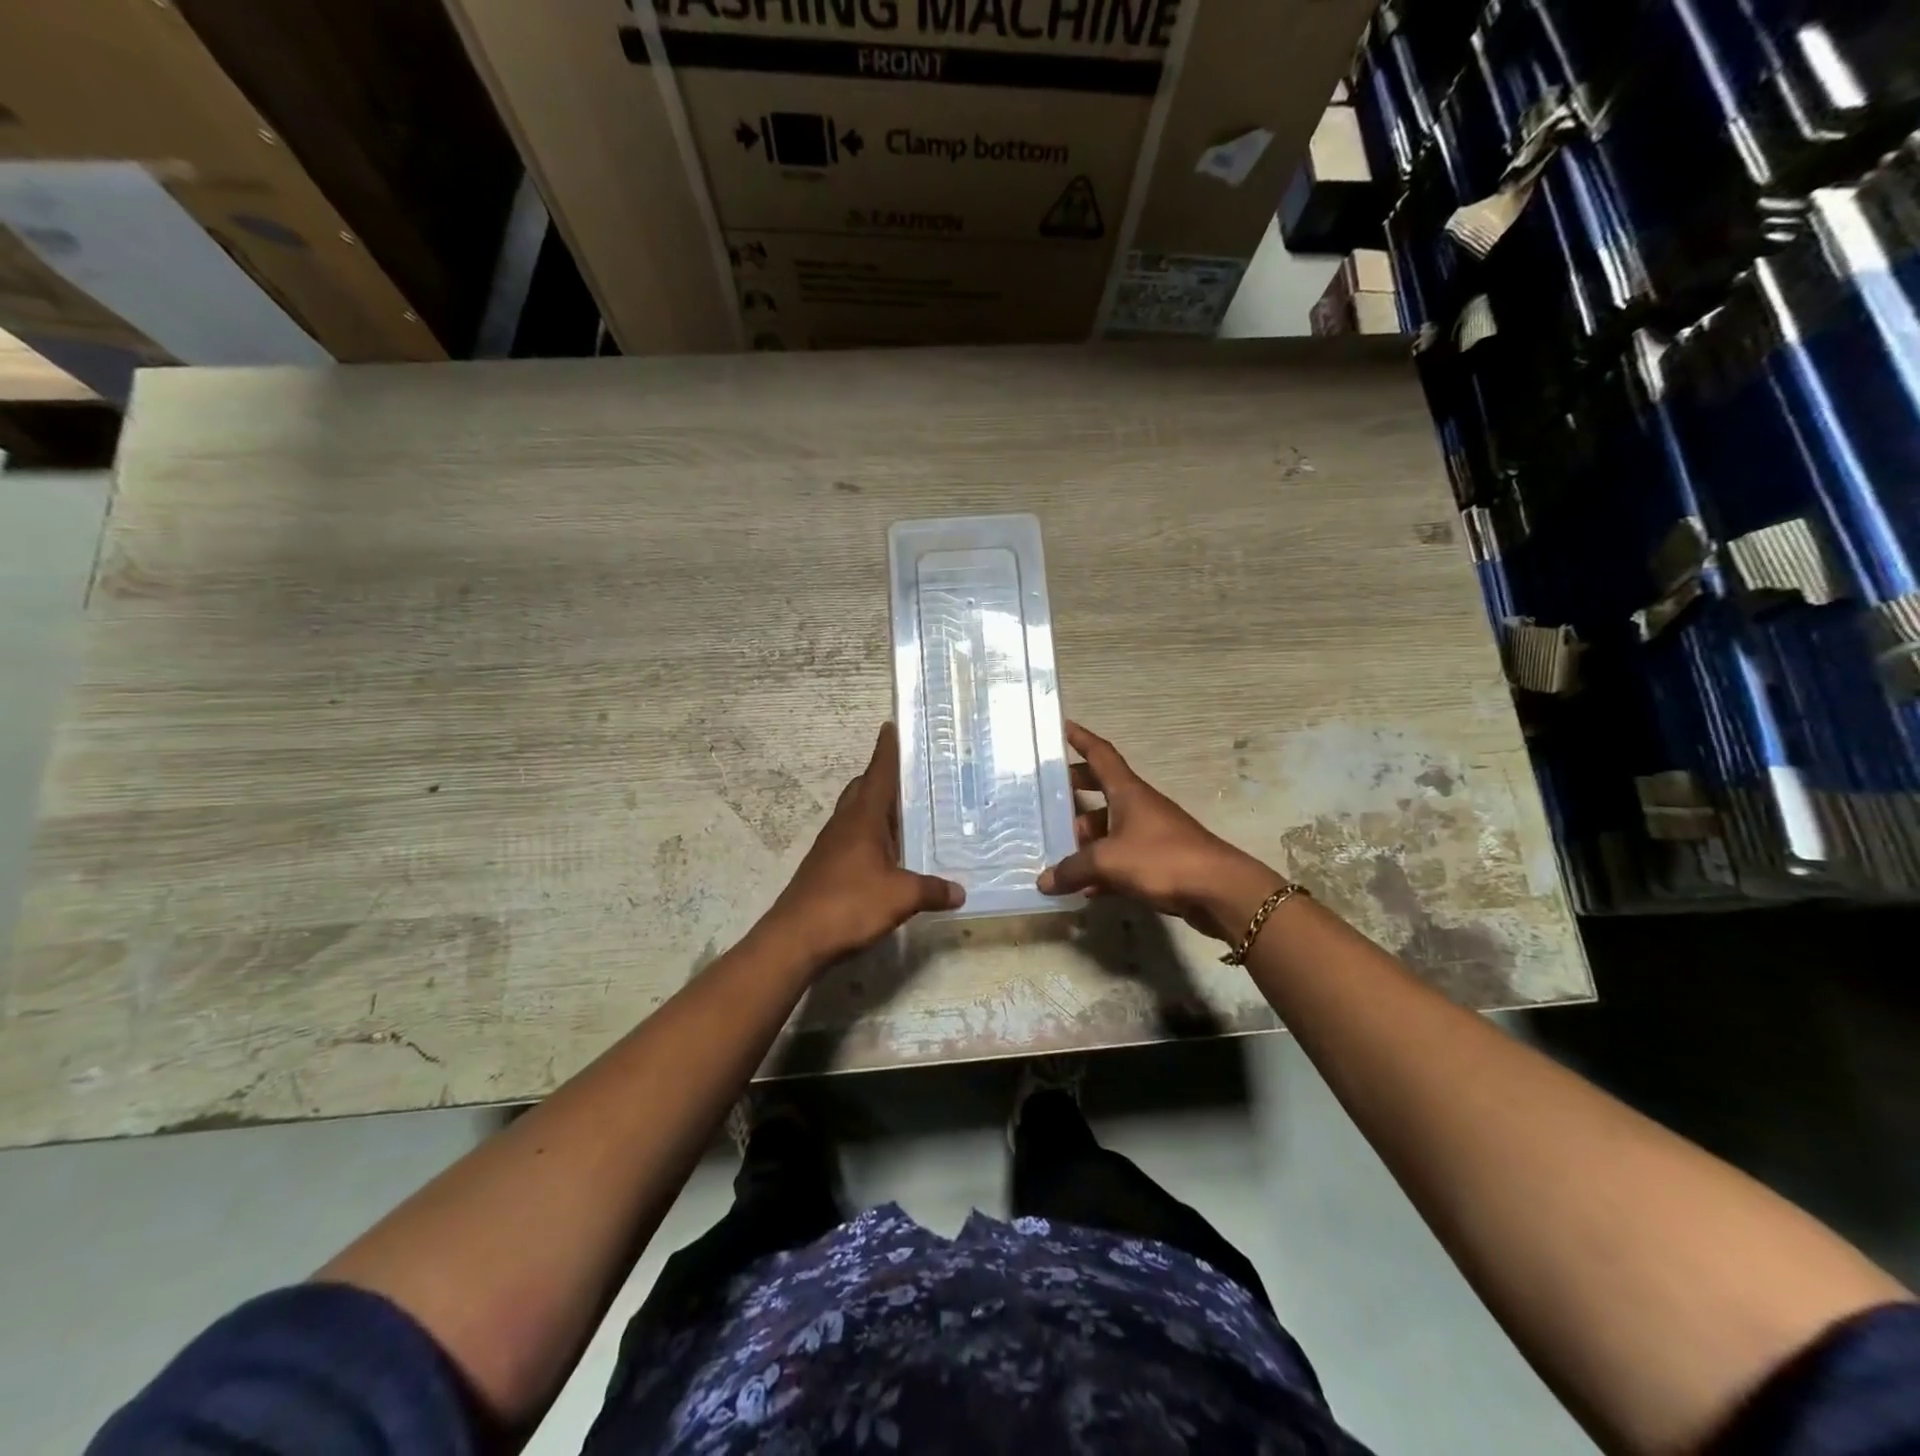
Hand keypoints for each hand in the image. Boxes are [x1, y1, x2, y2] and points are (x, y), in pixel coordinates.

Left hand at [762, 723, 964, 965]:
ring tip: (905, 813)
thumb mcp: (900, 897)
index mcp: (862, 819)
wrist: (795, 938)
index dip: (886, 750)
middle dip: (882, 777)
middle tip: (910, 775)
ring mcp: (831, 847)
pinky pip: (851, 839)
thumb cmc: (849, 905)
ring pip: (855, 815)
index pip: (878, 774)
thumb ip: (931, 891)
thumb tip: (960, 892)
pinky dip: (870, 836)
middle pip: (862, 789)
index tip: (890, 727)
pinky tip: (886, 855)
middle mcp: (844, 825)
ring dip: (876, 808)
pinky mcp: (825, 868)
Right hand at [1038, 722, 1285, 942]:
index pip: (1101, 755)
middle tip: (1049, 796)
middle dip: (1076, 790)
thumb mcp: (1108, 862)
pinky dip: (1104, 868)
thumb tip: (1043, 881)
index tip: (1063, 727)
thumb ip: (1073, 869)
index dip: (1081, 739)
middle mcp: (1139, 806)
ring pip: (1110, 827)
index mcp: (1128, 792)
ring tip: (1058, 850)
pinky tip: (1087, 889)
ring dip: (1086, 836)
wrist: (1219, 889)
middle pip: (1102, 789)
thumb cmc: (1162, 859)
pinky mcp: (1160, 861)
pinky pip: (1122, 858)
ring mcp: (1151, 833)